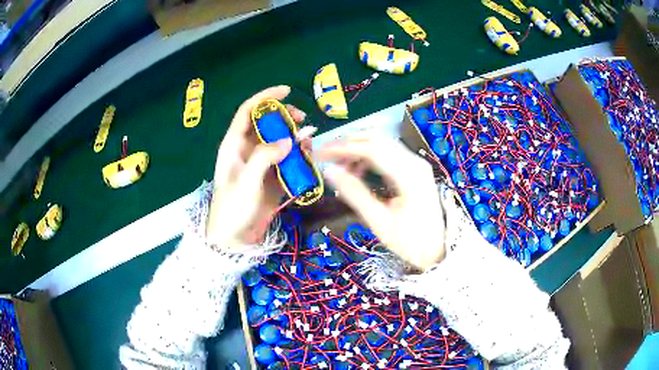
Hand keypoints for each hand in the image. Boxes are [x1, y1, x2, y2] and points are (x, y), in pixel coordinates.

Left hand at [206, 86, 306, 248]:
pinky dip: (298, 154)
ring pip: (279, 140)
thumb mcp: (245, 182)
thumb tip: (289, 140)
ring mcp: (261, 163)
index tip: (286, 90)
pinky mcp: (272, 176)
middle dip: (285, 117)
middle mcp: (247, 149)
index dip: (265, 97)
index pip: (248, 112)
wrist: (234, 239)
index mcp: (234, 145)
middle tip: (303, 119)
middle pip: (267, 123)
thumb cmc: (232, 209)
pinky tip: (308, 154)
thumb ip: (264, 157)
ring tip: (308, 138)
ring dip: (294, 136)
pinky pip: (287, 158)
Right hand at [316, 136, 445, 269]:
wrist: (437, 250)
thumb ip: (354, 193)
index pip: (372, 149)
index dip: (343, 147)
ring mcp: (416, 164)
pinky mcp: (415, 169)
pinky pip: (388, 153)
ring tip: (339, 164)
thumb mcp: (379, 221)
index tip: (320, 153)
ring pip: (383, 143)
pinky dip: (369, 155)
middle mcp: (415, 162)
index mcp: (409, 175)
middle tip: (326, 154)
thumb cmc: (409, 241)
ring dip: (358, 147)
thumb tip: (329, 171)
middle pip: (378, 139)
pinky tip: (358, 169)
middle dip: (349, 142)